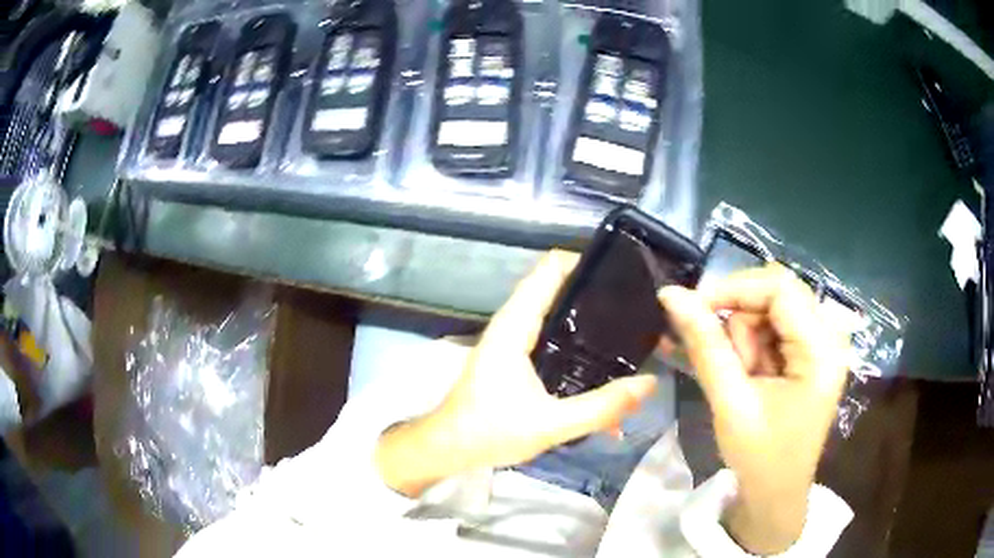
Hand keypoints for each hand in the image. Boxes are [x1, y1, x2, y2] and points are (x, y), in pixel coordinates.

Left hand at [376, 250, 657, 496]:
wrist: (449, 447)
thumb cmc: (490, 431)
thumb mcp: (551, 424)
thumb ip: (602, 407)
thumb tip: (649, 384)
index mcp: (515, 325)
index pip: (550, 269)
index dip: (585, 261)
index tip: (623, 271)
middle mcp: (513, 323)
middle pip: (557, 286)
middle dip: (594, 289)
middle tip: (637, 299)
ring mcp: (513, 339)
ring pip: (554, 311)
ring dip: (585, 313)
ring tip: (629, 321)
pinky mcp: (515, 357)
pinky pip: (550, 334)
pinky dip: (574, 336)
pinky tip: (601, 357)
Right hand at [659, 264, 849, 554]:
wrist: (775, 496)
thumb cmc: (758, 458)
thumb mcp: (730, 402)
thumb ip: (705, 345)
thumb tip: (671, 294)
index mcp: (821, 350)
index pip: (779, 288)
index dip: (734, 289)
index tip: (693, 309)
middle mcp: (830, 336)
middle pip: (777, 293)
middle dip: (741, 320)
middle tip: (725, 364)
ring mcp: (823, 344)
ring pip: (773, 308)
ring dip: (745, 337)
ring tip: (739, 378)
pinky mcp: (811, 353)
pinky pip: (775, 326)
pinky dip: (752, 344)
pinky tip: (746, 373)